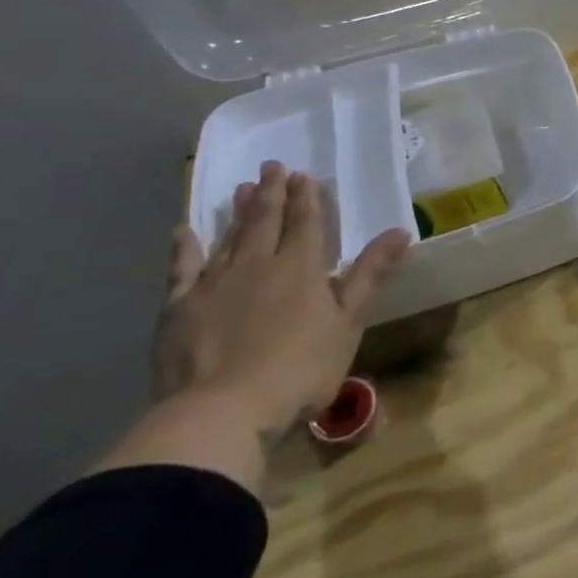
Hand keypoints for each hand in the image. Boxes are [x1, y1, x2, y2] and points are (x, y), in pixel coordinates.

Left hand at [157, 161, 410, 438]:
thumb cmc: (301, 368)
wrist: (223, 411)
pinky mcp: (178, 308)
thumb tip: (400, 231)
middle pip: (265, 221)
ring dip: (237, 211)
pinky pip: (182, 269)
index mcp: (300, 268)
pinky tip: (184, 231)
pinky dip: (184, 248)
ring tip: (241, 187)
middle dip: (272, 193)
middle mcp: (256, 265)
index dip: (308, 199)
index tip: (305, 175)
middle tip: (272, 166)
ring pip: (227, 237)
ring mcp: (213, 284)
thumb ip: (369, 275)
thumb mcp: (348, 323)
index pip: (307, 224)